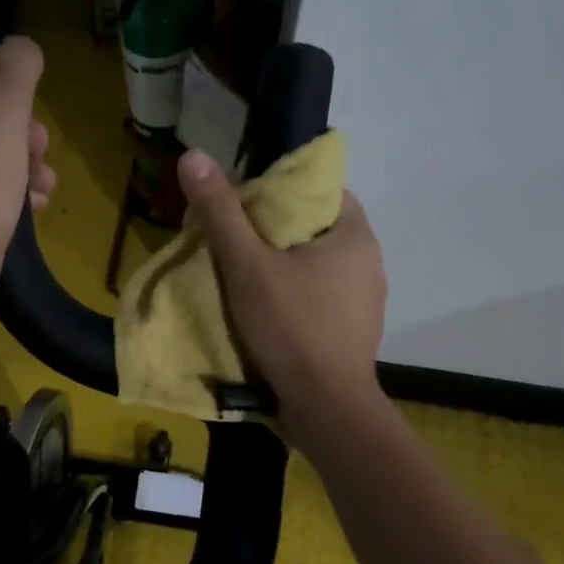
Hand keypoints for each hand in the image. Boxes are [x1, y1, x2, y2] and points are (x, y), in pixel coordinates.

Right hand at [176, 148, 386, 432]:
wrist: (326, 407)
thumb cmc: (291, 327)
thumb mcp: (248, 267)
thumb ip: (221, 213)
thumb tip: (193, 156)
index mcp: (354, 233)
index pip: (318, 191)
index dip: (279, 193)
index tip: (243, 209)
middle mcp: (369, 260)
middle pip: (315, 229)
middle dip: (276, 233)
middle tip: (235, 244)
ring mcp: (367, 300)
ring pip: (318, 267)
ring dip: (286, 268)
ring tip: (247, 280)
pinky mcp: (356, 331)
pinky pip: (322, 299)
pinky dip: (297, 298)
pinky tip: (271, 314)